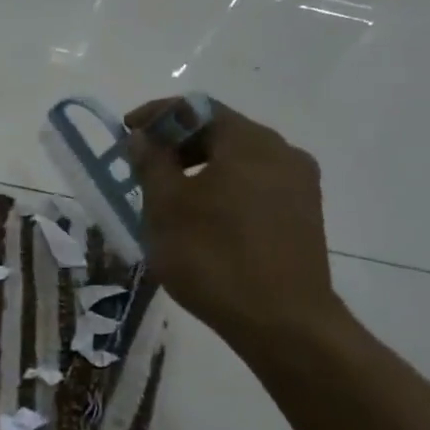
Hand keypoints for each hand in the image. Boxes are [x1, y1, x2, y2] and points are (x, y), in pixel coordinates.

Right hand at [125, 98, 344, 352]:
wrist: (281, 321)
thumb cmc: (213, 257)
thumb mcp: (166, 208)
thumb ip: (151, 163)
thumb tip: (143, 136)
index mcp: (249, 142)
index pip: (196, 107)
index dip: (156, 115)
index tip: (126, 133)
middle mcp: (282, 152)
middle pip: (221, 131)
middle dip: (177, 144)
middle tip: (143, 168)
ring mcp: (299, 185)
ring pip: (239, 161)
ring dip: (200, 169)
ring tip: (170, 198)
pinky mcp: (303, 215)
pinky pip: (255, 186)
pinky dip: (224, 190)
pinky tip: (204, 221)